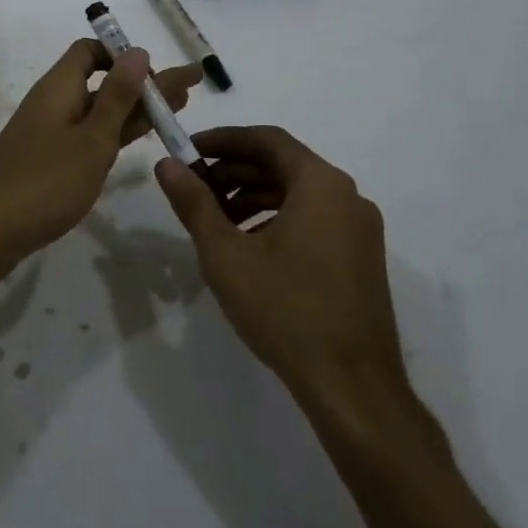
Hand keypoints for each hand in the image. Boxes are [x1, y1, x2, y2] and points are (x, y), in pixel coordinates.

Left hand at [0, 40, 201, 287]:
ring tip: (178, 108)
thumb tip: (138, 51)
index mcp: (59, 87)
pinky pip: (88, 133)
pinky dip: (115, 131)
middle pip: (101, 80)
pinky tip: (137, 136)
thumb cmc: (44, 183)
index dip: (123, 54)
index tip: (156, 73)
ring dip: (135, 107)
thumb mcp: (91, 139)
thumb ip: (117, 97)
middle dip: (144, 83)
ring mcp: (49, 133)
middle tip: (189, 88)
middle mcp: (53, 102)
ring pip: (98, 110)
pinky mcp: (48, 160)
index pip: (90, 51)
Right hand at [156, 126, 413, 419]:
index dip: (223, 140)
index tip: (188, 151)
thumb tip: (166, 165)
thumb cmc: (286, 311)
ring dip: (253, 198)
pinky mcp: (361, 257)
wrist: (353, 388)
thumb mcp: (227, 255)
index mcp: (321, 183)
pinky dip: (277, 219)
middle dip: (235, 172)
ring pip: (298, 194)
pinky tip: (250, 248)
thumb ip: (194, 203)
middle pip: (283, 165)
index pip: (267, 139)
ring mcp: (359, 228)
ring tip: (215, 221)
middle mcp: (347, 195)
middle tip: (195, 187)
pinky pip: (314, 219)